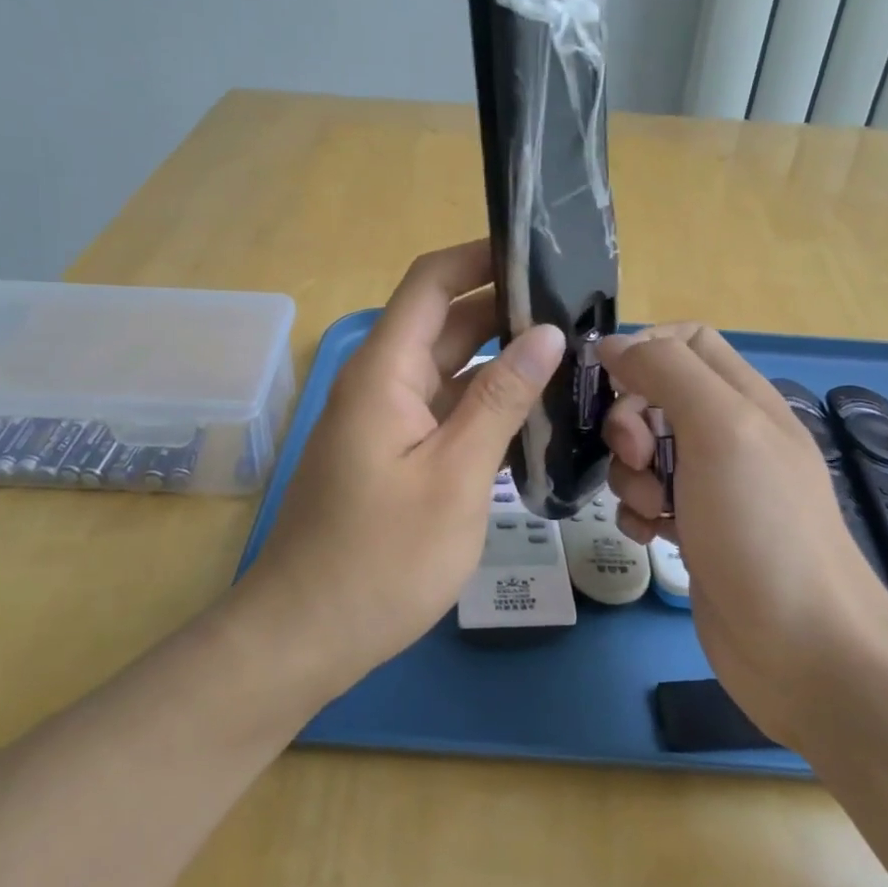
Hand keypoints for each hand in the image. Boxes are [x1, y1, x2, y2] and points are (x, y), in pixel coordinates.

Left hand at [247, 241, 564, 686]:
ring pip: (450, 371)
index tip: (540, 251)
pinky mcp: (394, 457)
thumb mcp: (455, 475)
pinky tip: (536, 417)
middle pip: (446, 324)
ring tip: (572, 359)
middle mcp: (382, 384)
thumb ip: (501, 400)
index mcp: (385, 371)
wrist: (307, 635)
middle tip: (579, 313)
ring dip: (502, 362)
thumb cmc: (382, 557)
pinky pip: (444, 413)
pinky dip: (486, 407)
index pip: (432, 282)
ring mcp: (386, 423)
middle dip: (506, 310)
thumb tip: (545, 332)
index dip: (480, 256)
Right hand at [599, 325, 887, 747]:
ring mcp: (713, 488)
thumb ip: (668, 372)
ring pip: (644, 453)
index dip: (643, 350)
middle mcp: (729, 436)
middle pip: (655, 397)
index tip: (610, 384)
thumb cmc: (761, 527)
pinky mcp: (696, 531)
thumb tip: (614, 344)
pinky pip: (647, 502)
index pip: (686, 340)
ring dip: (630, 474)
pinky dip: (638, 513)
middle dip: (629, 422)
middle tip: (636, 457)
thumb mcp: (720, 429)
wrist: (801, 647)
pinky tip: (650, 537)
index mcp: (744, 399)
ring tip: (652, 509)